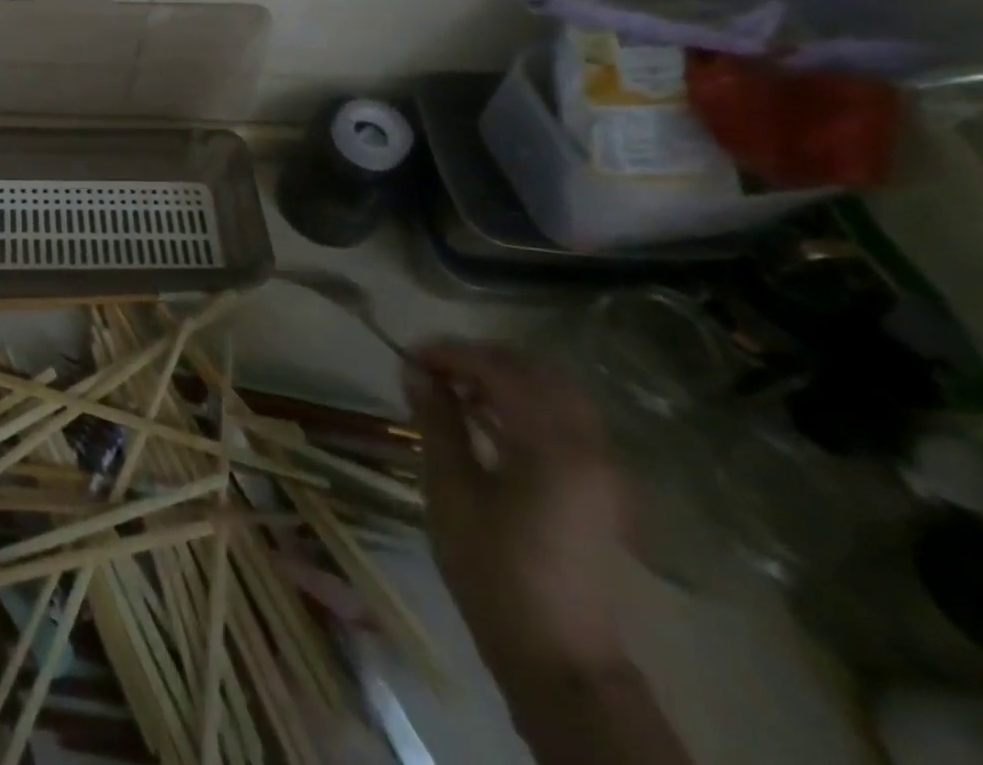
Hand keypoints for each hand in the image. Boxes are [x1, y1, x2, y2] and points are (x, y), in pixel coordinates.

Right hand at [407, 342, 630, 684]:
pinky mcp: (600, 485)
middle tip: (431, 368)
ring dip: (503, 378)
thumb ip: (436, 422)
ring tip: (454, 389)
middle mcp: (588, 445)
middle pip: (535, 371)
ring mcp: (602, 466)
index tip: (409, 356)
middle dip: (479, 359)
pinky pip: (564, 419)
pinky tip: (487, 418)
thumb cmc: (493, 571)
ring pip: (553, 392)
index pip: (499, 370)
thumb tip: (414, 370)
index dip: (451, 354)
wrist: (558, 657)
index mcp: (553, 445)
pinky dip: (525, 403)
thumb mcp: (450, 491)